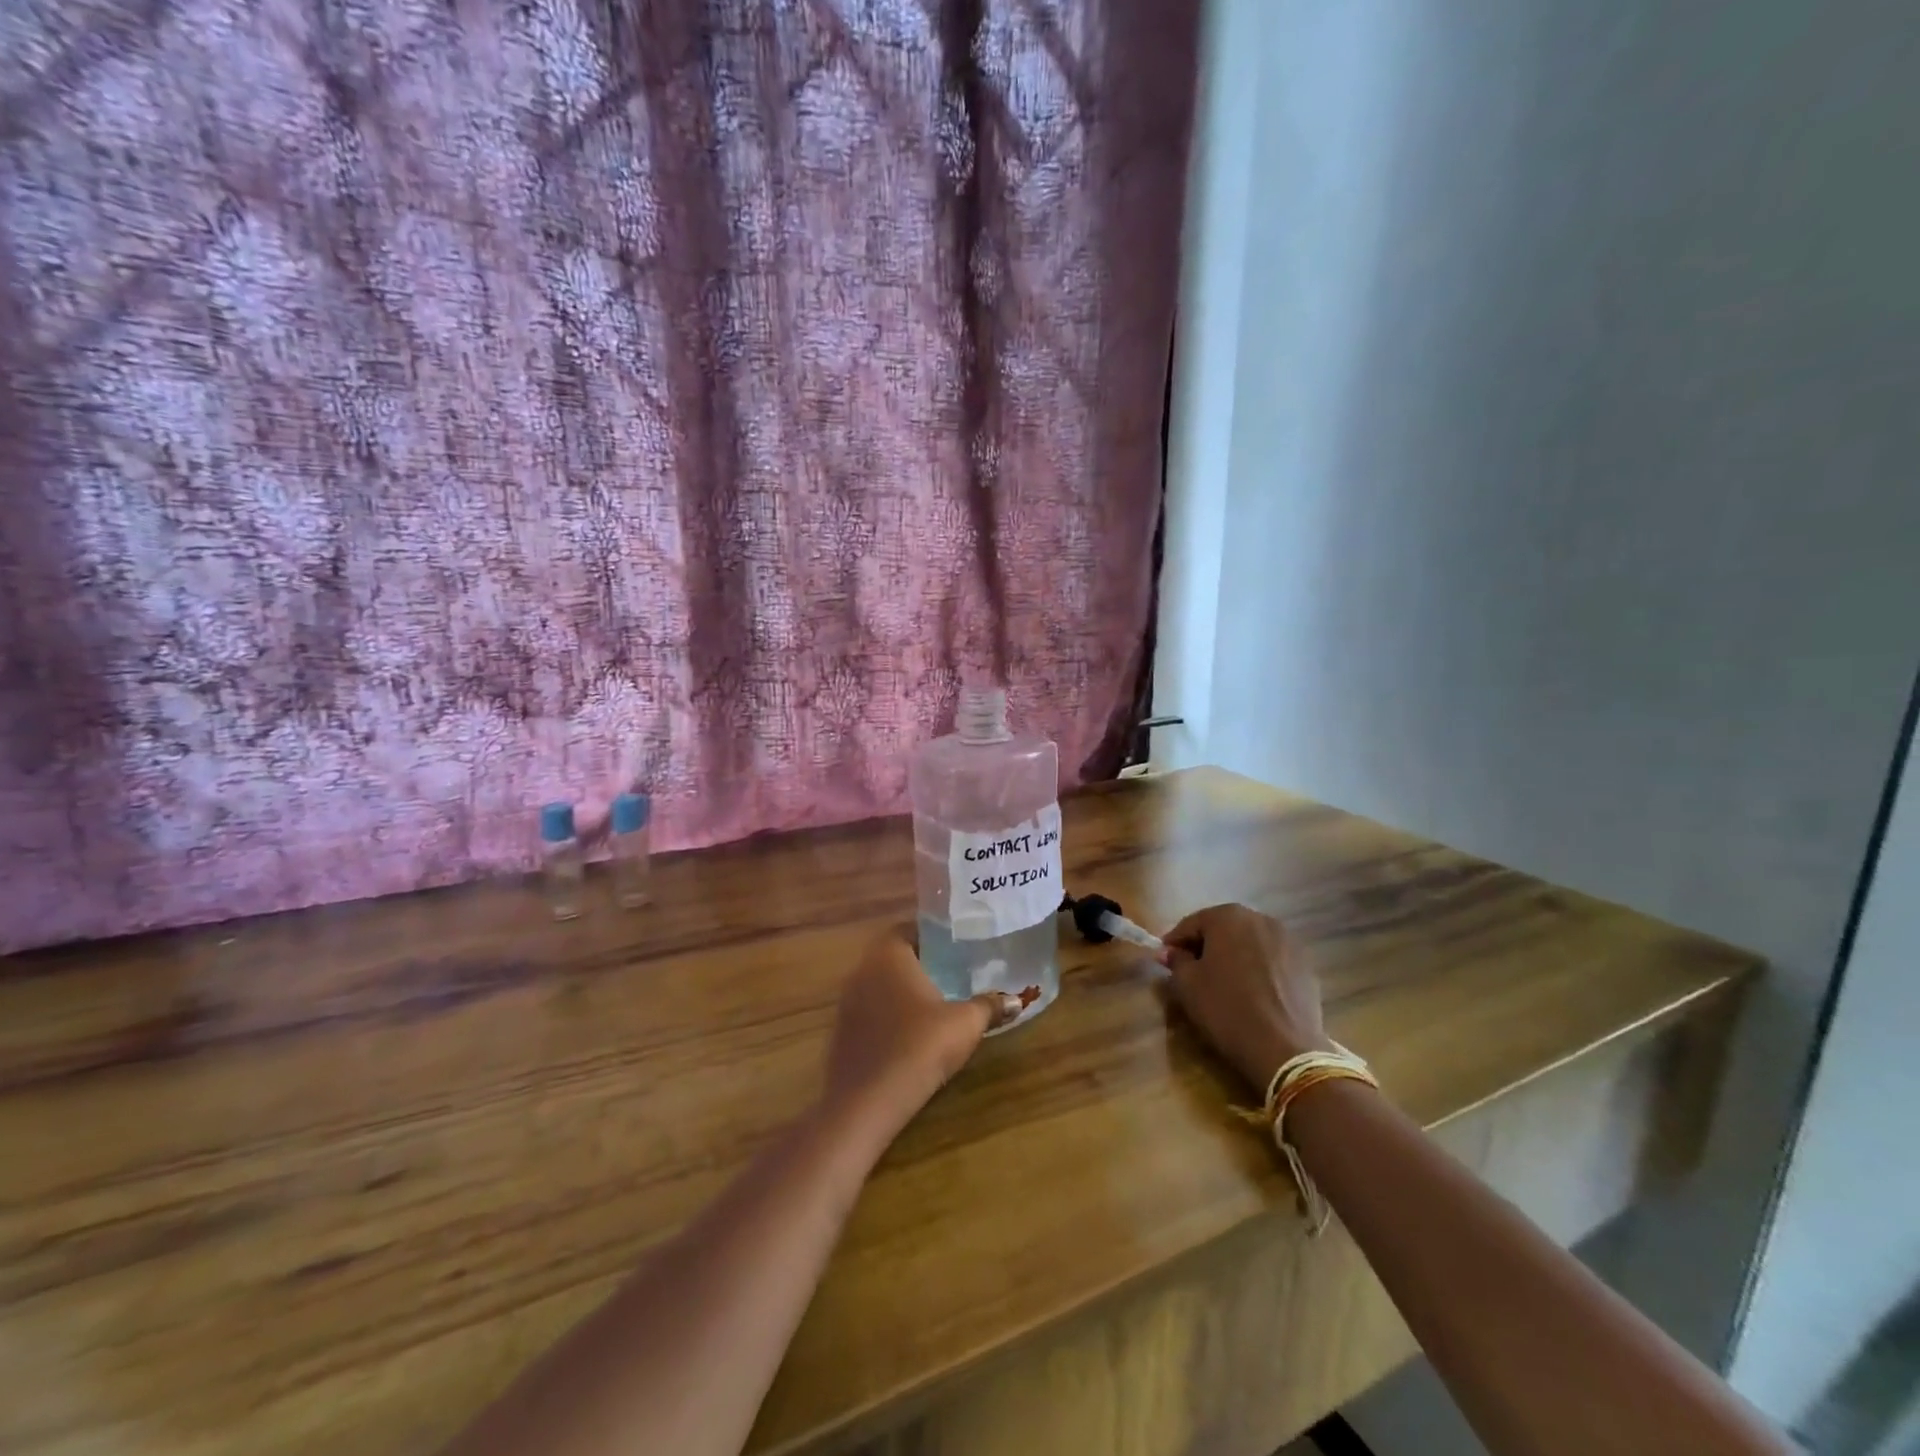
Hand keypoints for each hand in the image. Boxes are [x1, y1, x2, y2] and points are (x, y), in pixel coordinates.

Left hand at [821, 927, 1023, 1146]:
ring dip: (905, 990)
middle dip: (922, 963)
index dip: (934, 936)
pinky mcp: (843, 1030)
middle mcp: (862, 968)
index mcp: (888, 953)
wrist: (866, 1101)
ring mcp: (847, 1000)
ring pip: (881, 983)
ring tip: (936, 1004)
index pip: (910, 928)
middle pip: (895, 955)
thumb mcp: (965, 1024)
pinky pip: (871, 1010)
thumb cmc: (919, 1046)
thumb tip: (1015, 1000)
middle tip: (953, 973)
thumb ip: (989, 1006)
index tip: (957, 947)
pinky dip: (890, 1014)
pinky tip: (912, 1033)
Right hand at [1163, 903, 1329, 1092]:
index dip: (1174, 942)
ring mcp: (1288, 940)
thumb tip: (1169, 952)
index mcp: (1228, 916)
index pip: (1191, 924)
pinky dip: (1258, 969)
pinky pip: (1271, 960)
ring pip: (1249, 943)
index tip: (1164, 960)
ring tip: (1224, 982)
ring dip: (1233, 956)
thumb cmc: (1227, 1009)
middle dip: (1206, 946)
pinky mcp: (1306, 964)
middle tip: (1192, 970)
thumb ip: (1176, 961)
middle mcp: (1260, 919)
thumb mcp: (1187, 985)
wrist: (1285, 1048)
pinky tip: (1252, 993)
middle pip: (1223, 928)